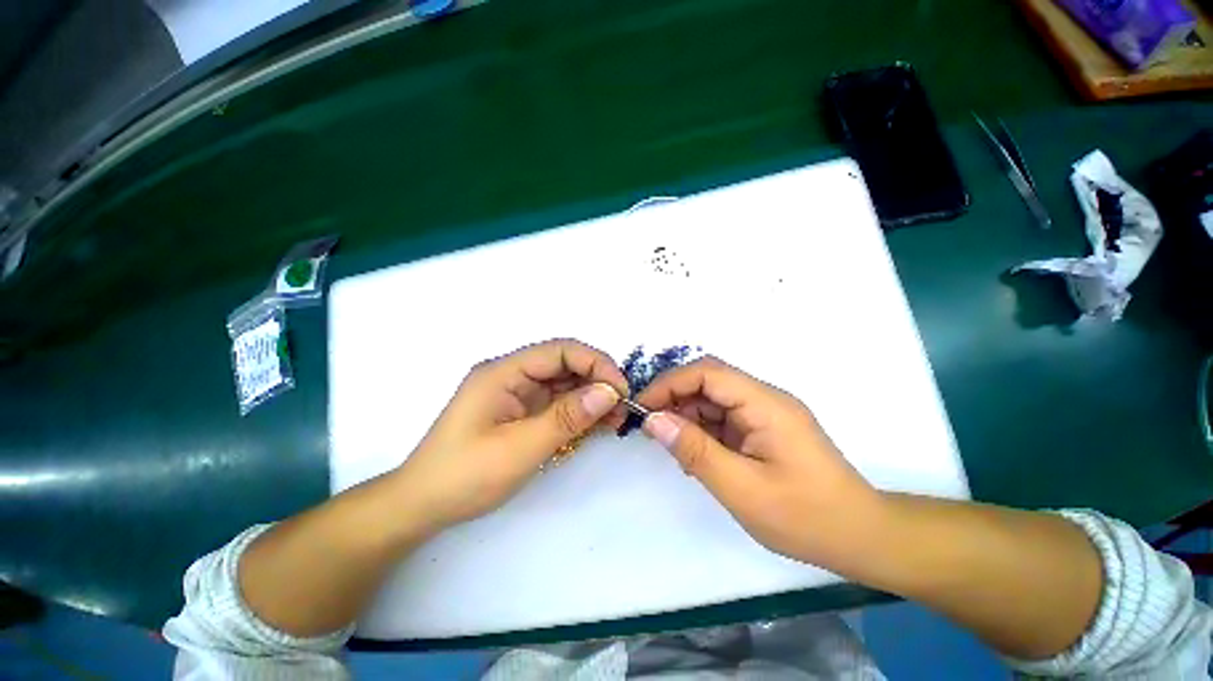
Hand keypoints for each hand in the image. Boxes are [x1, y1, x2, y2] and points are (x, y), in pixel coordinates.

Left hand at [395, 339, 628, 531]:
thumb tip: (608, 392)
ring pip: (564, 384)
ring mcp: (517, 393)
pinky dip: (578, 411)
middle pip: (564, 364)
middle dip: (597, 381)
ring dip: (591, 397)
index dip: (595, 363)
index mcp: (504, 371)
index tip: (619, 389)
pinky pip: (557, 403)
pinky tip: (596, 425)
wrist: (423, 506)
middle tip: (621, 408)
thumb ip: (566, 417)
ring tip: (615, 419)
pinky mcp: (521, 411)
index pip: (560, 350)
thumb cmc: (465, 475)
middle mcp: (512, 375)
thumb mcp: (520, 448)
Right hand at [637, 356, 880, 563]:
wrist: (859, 538)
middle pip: (709, 382)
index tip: (643, 407)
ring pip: (713, 400)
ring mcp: (764, 413)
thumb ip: (694, 450)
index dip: (670, 383)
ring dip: (687, 418)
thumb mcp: (741, 488)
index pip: (707, 373)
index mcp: (764, 404)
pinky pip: (723, 419)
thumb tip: (653, 421)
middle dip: (675, 400)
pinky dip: (702, 432)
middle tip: (651, 429)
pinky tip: (695, 456)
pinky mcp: (762, 429)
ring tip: (673, 448)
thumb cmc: (804, 517)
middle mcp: (764, 399)